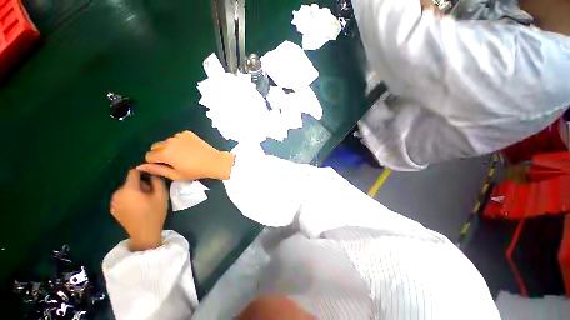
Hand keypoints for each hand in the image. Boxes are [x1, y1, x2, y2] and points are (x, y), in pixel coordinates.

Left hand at [110, 170, 167, 250]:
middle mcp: (117, 194)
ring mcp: (114, 202)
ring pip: (126, 190)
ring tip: (145, 201)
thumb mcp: (161, 195)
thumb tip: (152, 173)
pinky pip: (123, 198)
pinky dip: (129, 199)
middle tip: (151, 194)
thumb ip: (157, 181)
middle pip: (130, 182)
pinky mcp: (114, 209)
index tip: (151, 178)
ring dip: (135, 192)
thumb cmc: (154, 213)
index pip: (133, 172)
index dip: (143, 172)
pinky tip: (137, 208)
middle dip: (141, 185)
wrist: (144, 234)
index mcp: (129, 189)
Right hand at [137, 131, 234, 180]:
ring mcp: (179, 135)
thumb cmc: (196, 171)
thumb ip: (156, 170)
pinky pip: (177, 137)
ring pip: (167, 141)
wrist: (214, 161)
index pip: (149, 155)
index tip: (165, 166)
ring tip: (183, 155)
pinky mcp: (188, 133)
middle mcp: (170, 141)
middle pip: (156, 146)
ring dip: (170, 147)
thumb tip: (139, 167)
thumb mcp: (175, 174)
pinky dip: (180, 142)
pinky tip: (189, 149)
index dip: (155, 162)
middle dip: (161, 154)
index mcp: (165, 153)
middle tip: (174, 161)